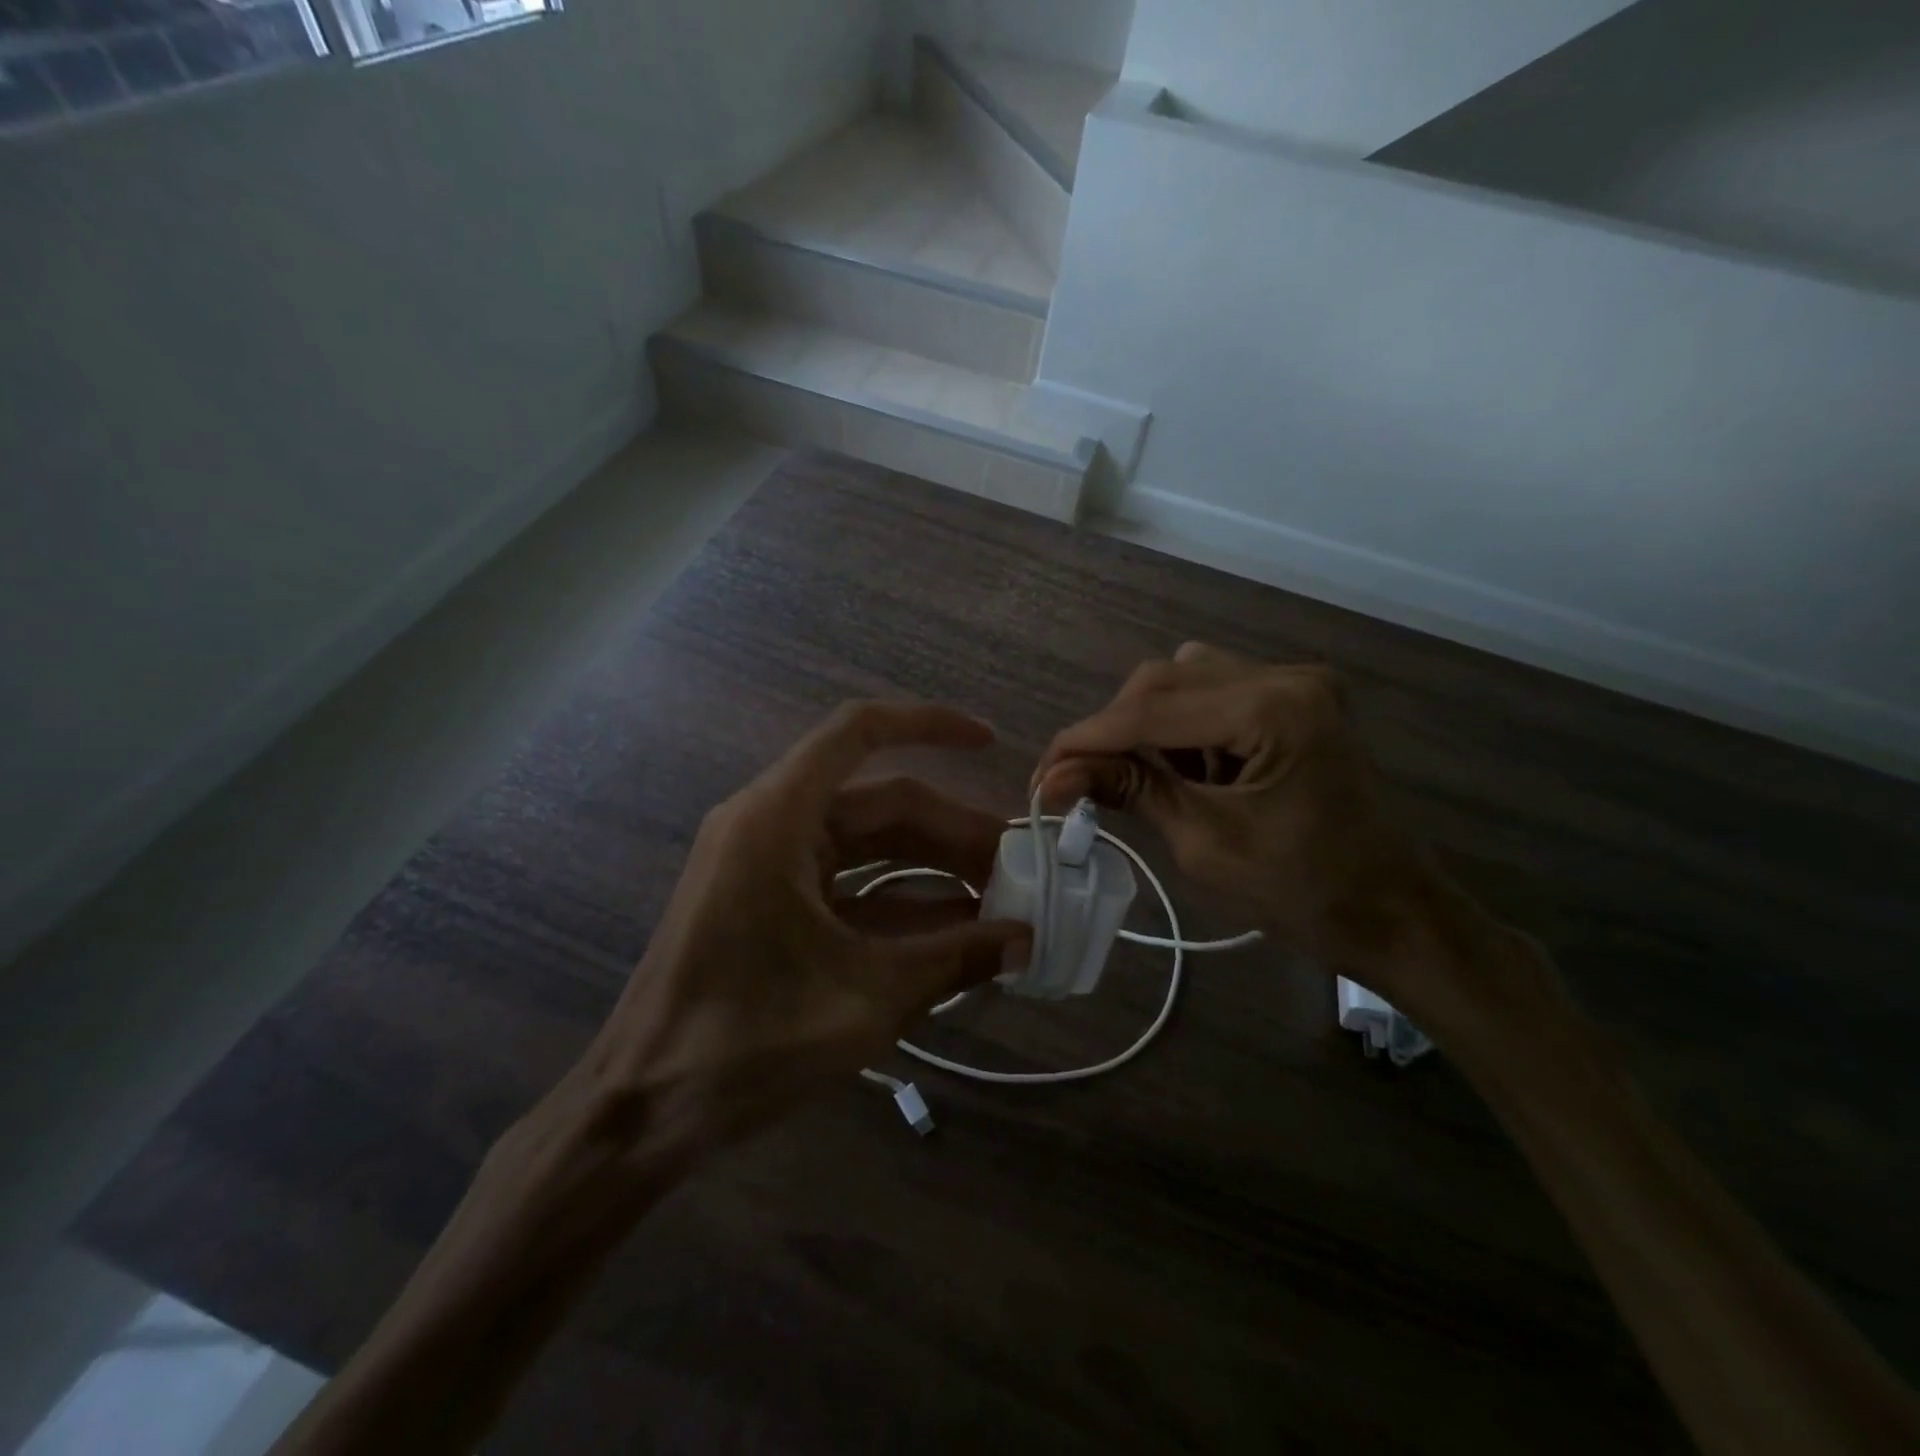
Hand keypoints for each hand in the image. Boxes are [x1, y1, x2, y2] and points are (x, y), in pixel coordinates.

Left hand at [550, 700, 1026, 1173]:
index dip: (929, 726)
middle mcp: (769, 824)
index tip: (989, 743)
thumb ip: (954, 961)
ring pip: (866, 845)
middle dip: (950, 832)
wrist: (640, 1111)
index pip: (859, 732)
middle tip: (1016, 869)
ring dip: (929, 868)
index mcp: (778, 818)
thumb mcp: (866, 999)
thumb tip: (1027, 942)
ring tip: (998, 900)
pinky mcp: (768, 903)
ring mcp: (766, 865)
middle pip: (879, 803)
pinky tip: (952, 931)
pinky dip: (897, 902)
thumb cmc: (744, 1043)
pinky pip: (846, 884)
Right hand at [1034, 643, 1560, 1040]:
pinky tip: (1182, 770)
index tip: (1041, 773)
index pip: (1152, 708)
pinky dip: (1182, 727)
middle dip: (1114, 728)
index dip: (1086, 739)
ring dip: (1147, 723)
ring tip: (1136, 778)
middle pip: (1165, 679)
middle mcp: (1286, 676)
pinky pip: (1215, 694)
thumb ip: (1130, 790)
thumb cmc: (1304, 893)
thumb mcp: (1205, 844)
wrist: (1394, 914)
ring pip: (1186, 678)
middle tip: (1078, 779)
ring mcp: (1296, 684)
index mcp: (1274, 709)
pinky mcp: (1296, 700)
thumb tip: (1053, 777)